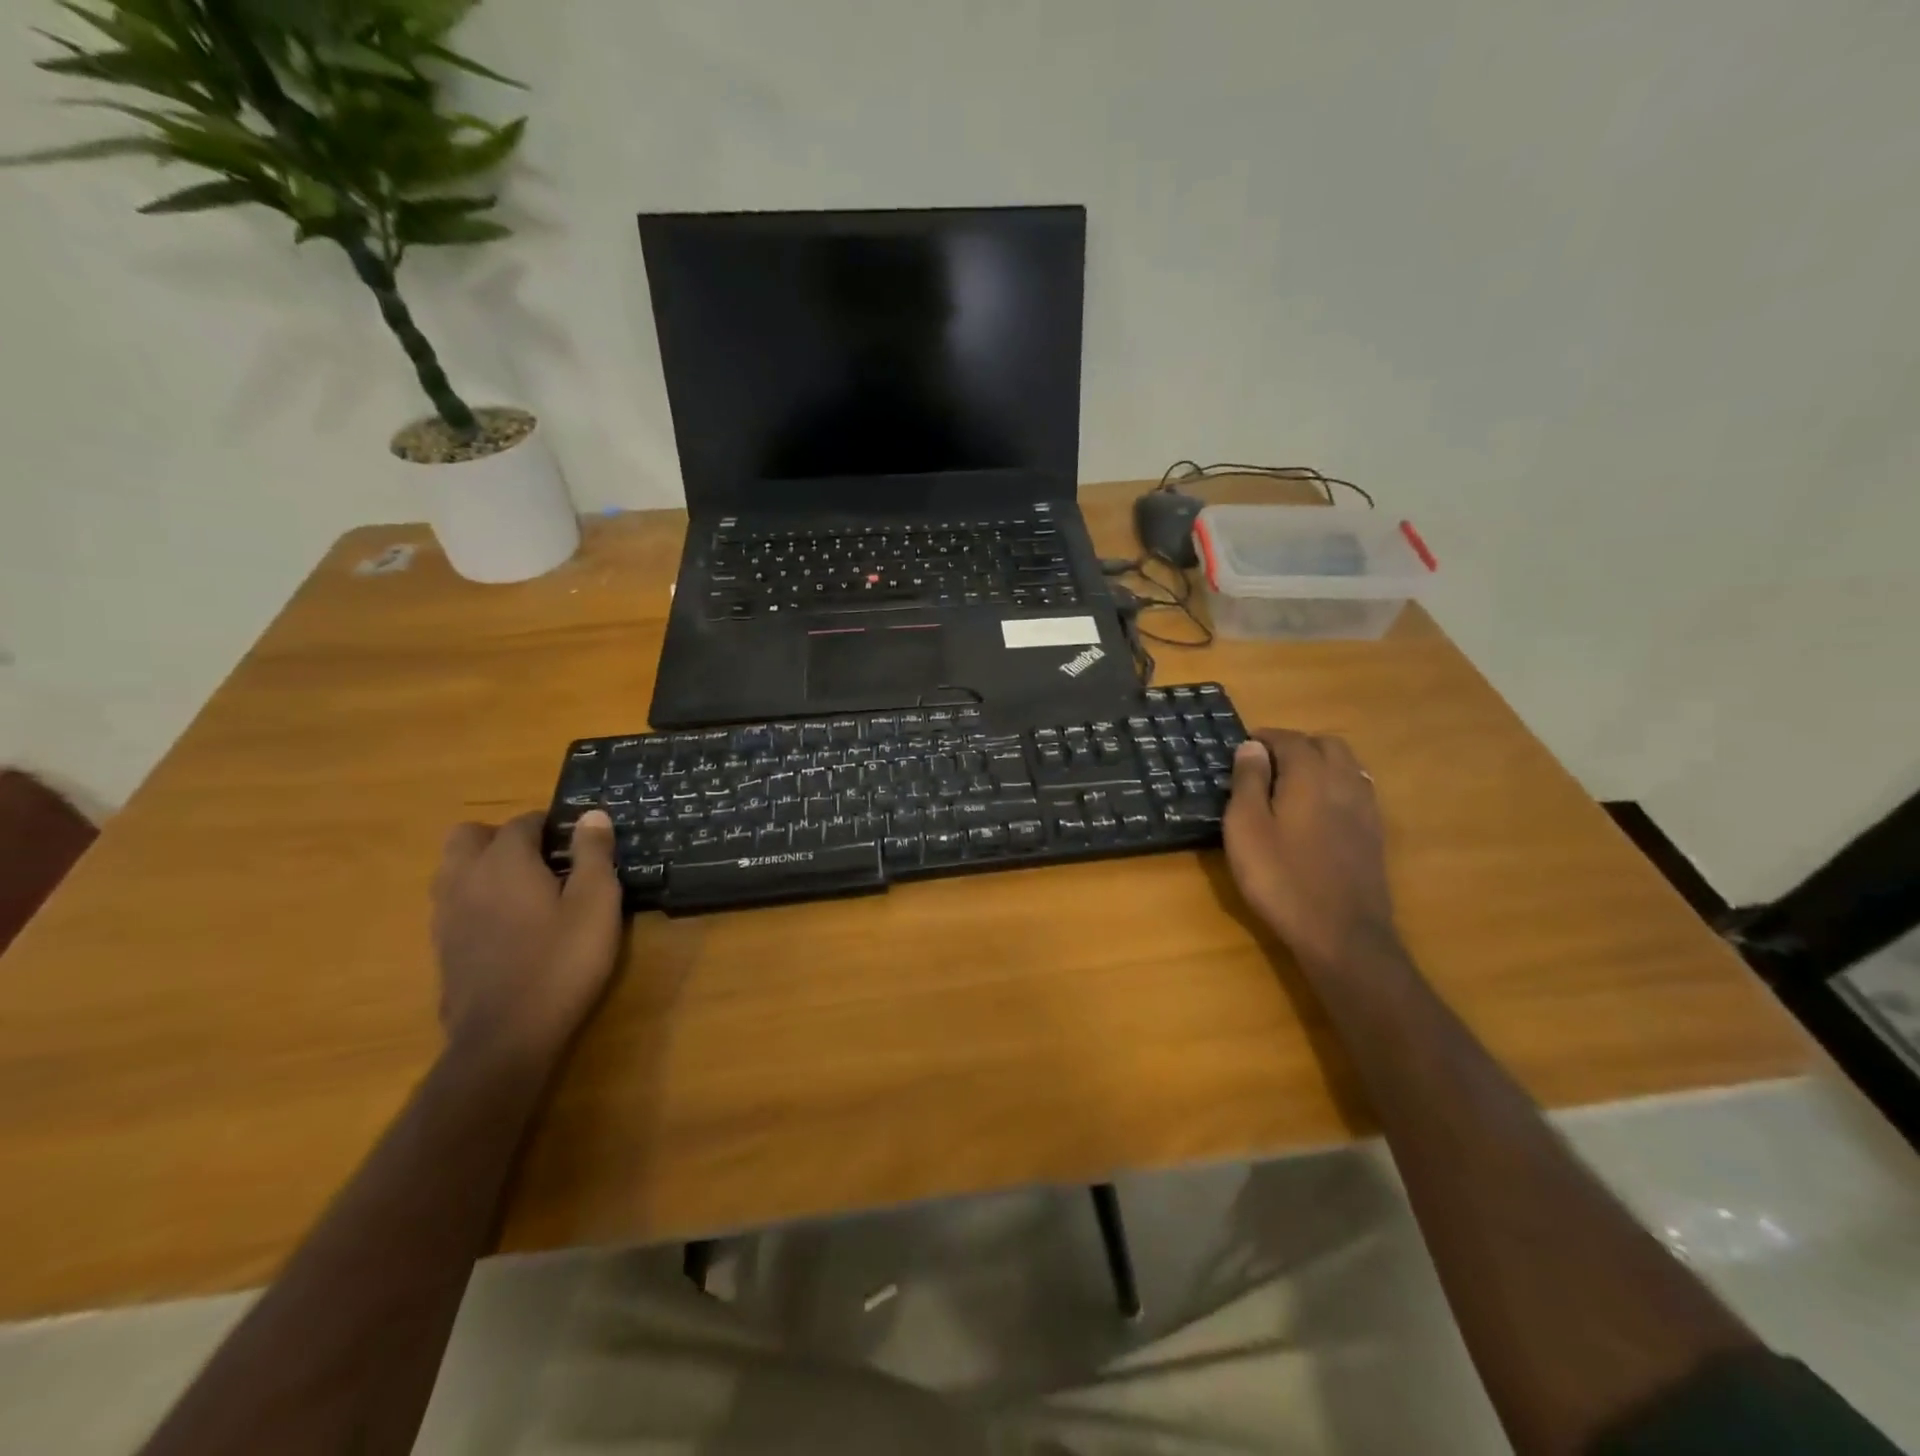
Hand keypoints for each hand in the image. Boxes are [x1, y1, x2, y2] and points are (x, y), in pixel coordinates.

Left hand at [430, 810, 624, 1068]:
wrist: (506, 1037)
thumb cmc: (561, 962)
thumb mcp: (596, 903)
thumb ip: (594, 854)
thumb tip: (592, 815)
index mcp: (504, 862)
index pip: (522, 822)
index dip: (551, 825)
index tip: (577, 841)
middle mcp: (465, 878)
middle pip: (469, 836)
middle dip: (503, 837)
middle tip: (543, 859)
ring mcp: (446, 914)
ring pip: (453, 868)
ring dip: (483, 865)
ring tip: (524, 888)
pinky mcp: (441, 946)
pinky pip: (452, 902)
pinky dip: (475, 897)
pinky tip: (507, 924)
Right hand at [1223, 732, 1399, 972]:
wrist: (1341, 934)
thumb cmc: (1281, 878)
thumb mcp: (1246, 828)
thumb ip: (1248, 782)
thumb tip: (1252, 746)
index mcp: (1309, 776)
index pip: (1290, 739)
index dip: (1265, 738)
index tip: (1243, 747)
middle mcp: (1344, 782)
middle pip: (1326, 745)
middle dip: (1296, 745)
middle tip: (1267, 763)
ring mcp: (1365, 809)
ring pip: (1347, 766)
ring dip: (1319, 763)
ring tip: (1291, 782)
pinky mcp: (1374, 834)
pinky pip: (1357, 790)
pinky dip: (1335, 785)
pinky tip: (1318, 809)